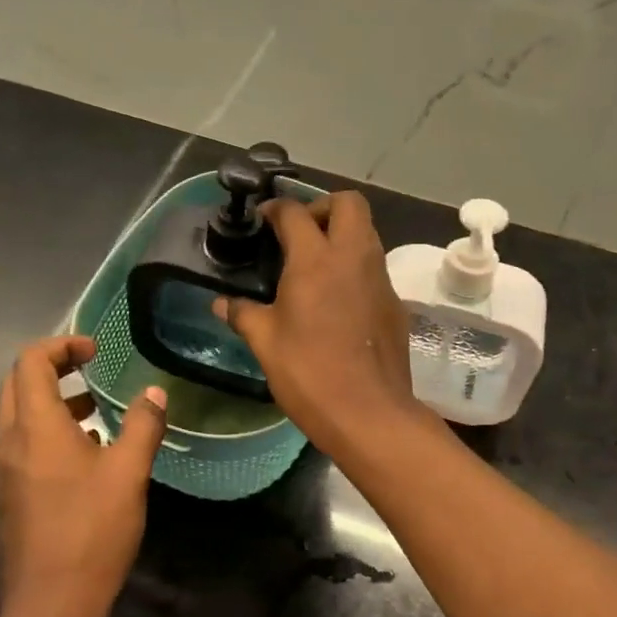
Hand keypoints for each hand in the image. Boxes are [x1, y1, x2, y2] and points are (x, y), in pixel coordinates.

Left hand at [0, 335, 168, 616]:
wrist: (52, 605)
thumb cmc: (91, 531)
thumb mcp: (128, 473)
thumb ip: (143, 425)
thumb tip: (155, 393)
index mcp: (35, 427)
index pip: (31, 361)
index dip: (61, 345)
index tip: (95, 351)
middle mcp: (10, 442)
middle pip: (17, 384)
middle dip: (52, 368)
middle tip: (91, 370)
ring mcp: (4, 471)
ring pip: (18, 416)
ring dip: (51, 401)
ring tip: (94, 411)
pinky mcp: (9, 496)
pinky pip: (22, 445)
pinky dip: (47, 432)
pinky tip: (85, 455)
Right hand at [215, 192, 427, 454]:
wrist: (369, 413)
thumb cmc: (309, 372)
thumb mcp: (265, 342)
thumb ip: (243, 314)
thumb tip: (221, 304)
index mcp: (316, 260)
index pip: (295, 212)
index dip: (275, 209)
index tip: (262, 221)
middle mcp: (353, 258)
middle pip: (348, 203)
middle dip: (322, 206)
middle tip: (299, 233)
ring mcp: (380, 279)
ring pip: (367, 232)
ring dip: (342, 234)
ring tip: (314, 264)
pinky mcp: (394, 303)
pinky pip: (374, 267)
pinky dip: (355, 267)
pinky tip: (336, 299)